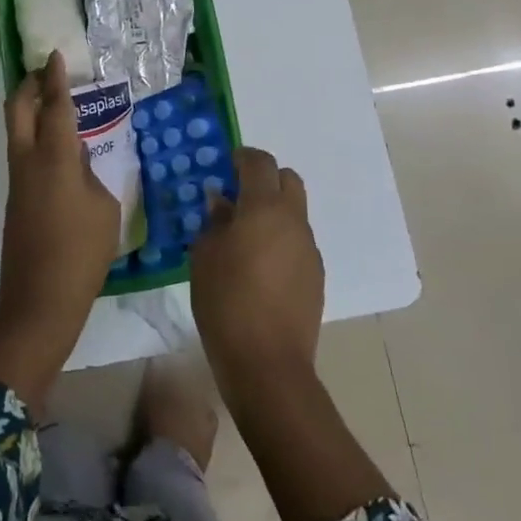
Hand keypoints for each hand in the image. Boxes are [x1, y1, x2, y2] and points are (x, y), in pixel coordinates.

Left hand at [0, 51, 120, 408]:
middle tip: (46, 73)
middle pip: (18, 109)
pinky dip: (34, 136)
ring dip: (28, 109)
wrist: (40, 300)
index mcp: (55, 158)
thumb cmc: (82, 252)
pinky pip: (21, 153)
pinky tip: (57, 147)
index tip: (55, 56)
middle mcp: (28, 161)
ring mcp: (16, 180)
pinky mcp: (14, 199)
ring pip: (15, 130)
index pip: (55, 106)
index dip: (55, 78)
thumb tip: (78, 157)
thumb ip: (91, 173)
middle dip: (29, 85)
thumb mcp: (103, 207)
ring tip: (53, 103)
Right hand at [189, 147, 323, 402]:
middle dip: (265, 179)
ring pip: (295, 212)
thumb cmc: (226, 302)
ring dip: (273, 212)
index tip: (225, 166)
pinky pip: (298, 242)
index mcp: (264, 207)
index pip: (259, 162)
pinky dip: (281, 240)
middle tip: (238, 197)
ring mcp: (309, 249)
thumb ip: (214, 222)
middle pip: (287, 179)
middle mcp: (293, 220)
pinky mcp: (316, 275)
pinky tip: (261, 268)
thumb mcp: (204, 256)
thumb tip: (223, 203)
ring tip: (246, 238)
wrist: (268, 363)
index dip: (242, 157)